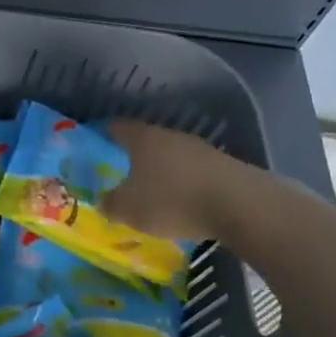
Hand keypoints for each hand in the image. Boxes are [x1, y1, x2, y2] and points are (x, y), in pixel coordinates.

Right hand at [101, 121, 260, 243]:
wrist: (240, 206)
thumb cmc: (173, 201)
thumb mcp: (129, 209)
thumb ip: (111, 204)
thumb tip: (104, 201)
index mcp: (143, 139)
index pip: (117, 127)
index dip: (104, 133)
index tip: (95, 143)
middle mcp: (171, 136)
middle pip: (146, 141)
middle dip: (133, 156)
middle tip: (121, 173)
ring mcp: (200, 149)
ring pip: (172, 156)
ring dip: (162, 171)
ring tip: (152, 192)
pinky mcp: (223, 166)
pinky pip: (193, 172)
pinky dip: (184, 184)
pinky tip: (183, 203)